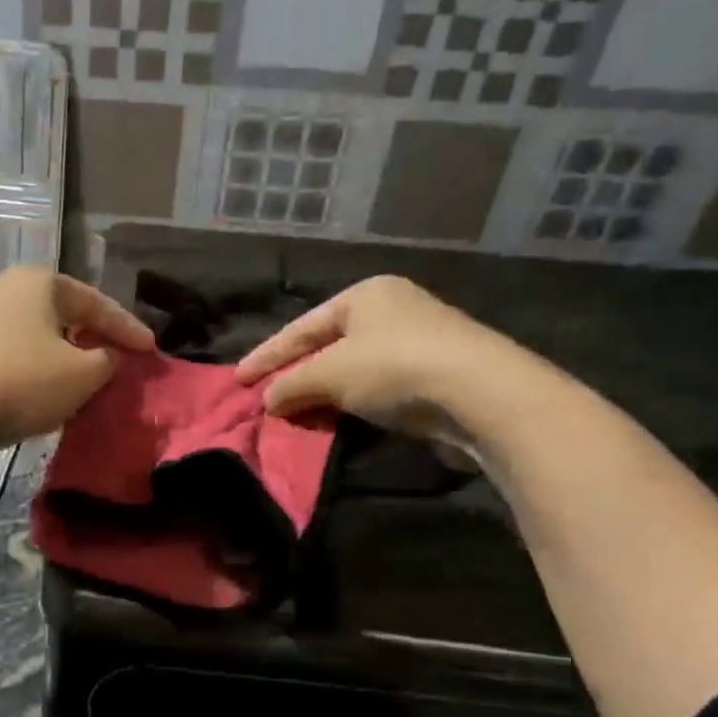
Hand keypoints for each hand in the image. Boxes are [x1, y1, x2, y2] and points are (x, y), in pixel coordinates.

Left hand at [0, 266, 153, 460]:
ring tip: (90, 375)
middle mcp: (6, 289)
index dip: (127, 328)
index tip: (152, 350)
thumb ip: (108, 360)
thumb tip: (107, 357)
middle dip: (95, 337)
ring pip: (40, 334)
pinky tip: (52, 386)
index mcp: (38, 282)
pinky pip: (17, 351)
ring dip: (67, 354)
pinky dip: (41, 365)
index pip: (95, 303)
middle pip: (65, 314)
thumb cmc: (24, 382)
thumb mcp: (83, 374)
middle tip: (121, 358)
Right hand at [234, 276, 530, 436]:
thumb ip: (292, 385)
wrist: (480, 393)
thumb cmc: (394, 367)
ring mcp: (416, 342)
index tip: (237, 379)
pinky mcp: (434, 375)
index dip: (267, 355)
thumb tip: (267, 400)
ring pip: (352, 370)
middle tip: (265, 399)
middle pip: (327, 346)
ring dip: (322, 394)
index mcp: (365, 295)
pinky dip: (351, 403)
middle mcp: (391, 310)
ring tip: (294, 415)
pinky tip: (335, 421)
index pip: (301, 327)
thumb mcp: (331, 373)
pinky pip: (376, 388)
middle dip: (295, 375)